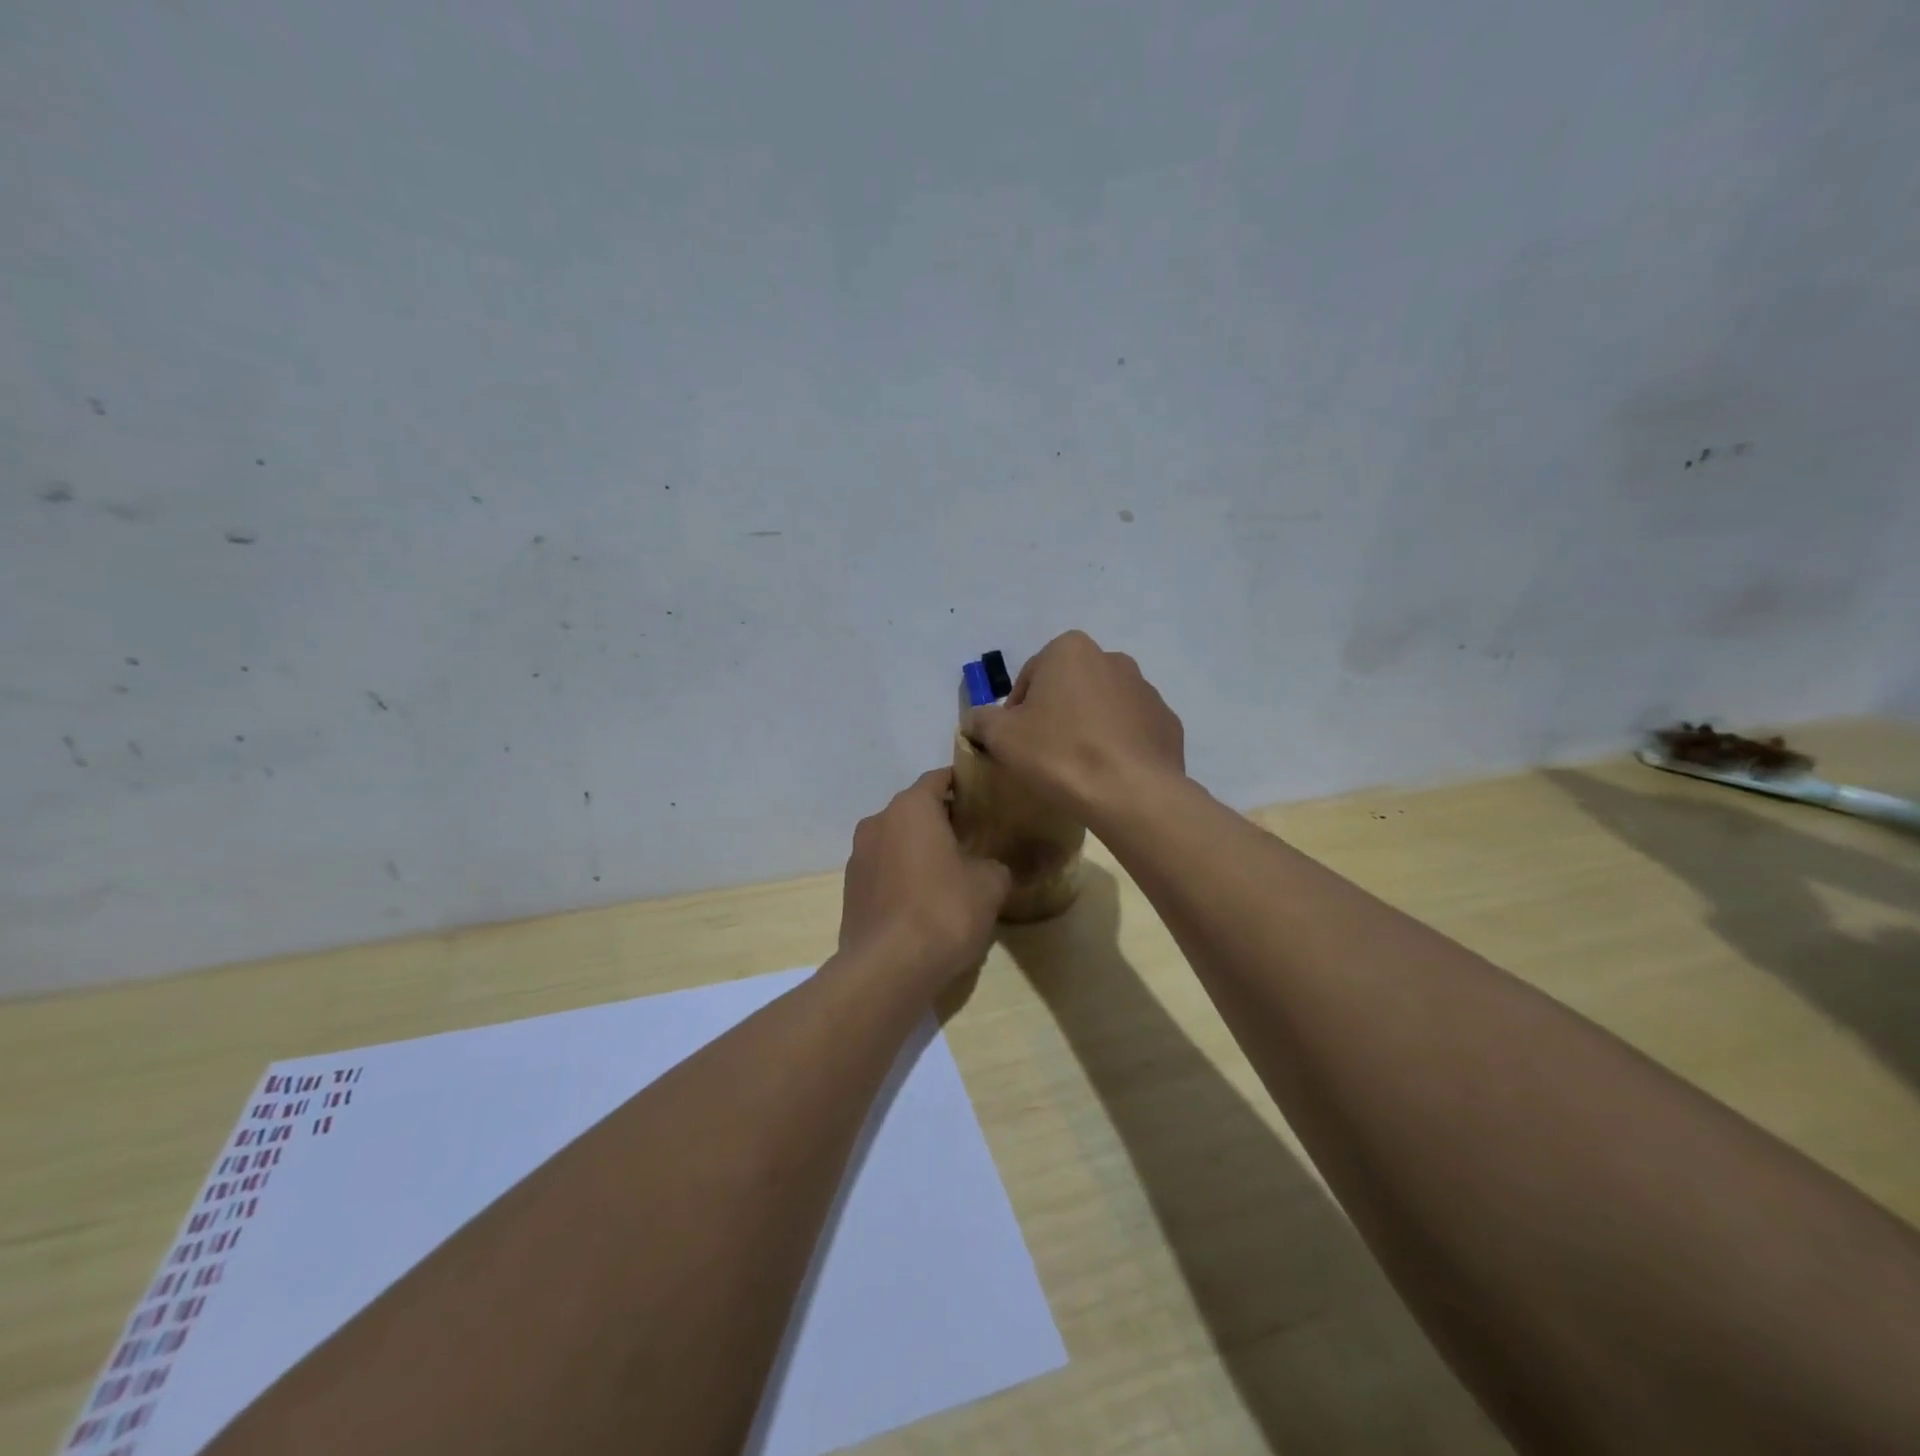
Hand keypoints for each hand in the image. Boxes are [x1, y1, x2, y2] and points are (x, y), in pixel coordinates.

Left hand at [837, 768, 1011, 988]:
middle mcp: (878, 822)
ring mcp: (858, 857)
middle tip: (973, 839)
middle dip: (942, 821)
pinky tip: (924, 903)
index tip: (983, 798)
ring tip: (950, 874)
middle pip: (915, 810)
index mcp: (910, 808)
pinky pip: (884, 871)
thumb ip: (994, 866)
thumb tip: (990, 869)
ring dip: (919, 851)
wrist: (887, 968)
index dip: (963, 785)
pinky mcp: (851, 891)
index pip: (938, 779)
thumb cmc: (943, 911)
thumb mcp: (989, 885)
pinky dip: (903, 877)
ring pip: (897, 841)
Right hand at [961, 630, 1184, 822]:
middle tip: (1044, 754)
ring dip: (1088, 727)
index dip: (1016, 712)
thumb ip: (982, 720)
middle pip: (1068, 687)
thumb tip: (976, 720)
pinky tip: (1108, 774)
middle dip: (1055, 714)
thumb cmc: (1059, 753)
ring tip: (1078, 767)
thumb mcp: (1002, 737)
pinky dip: (1118, 745)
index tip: (1016, 743)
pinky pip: (1131, 730)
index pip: (1030, 677)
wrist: (1131, 793)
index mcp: (1070, 650)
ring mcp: (1146, 690)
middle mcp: (1112, 658)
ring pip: (1102, 706)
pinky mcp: (1167, 722)